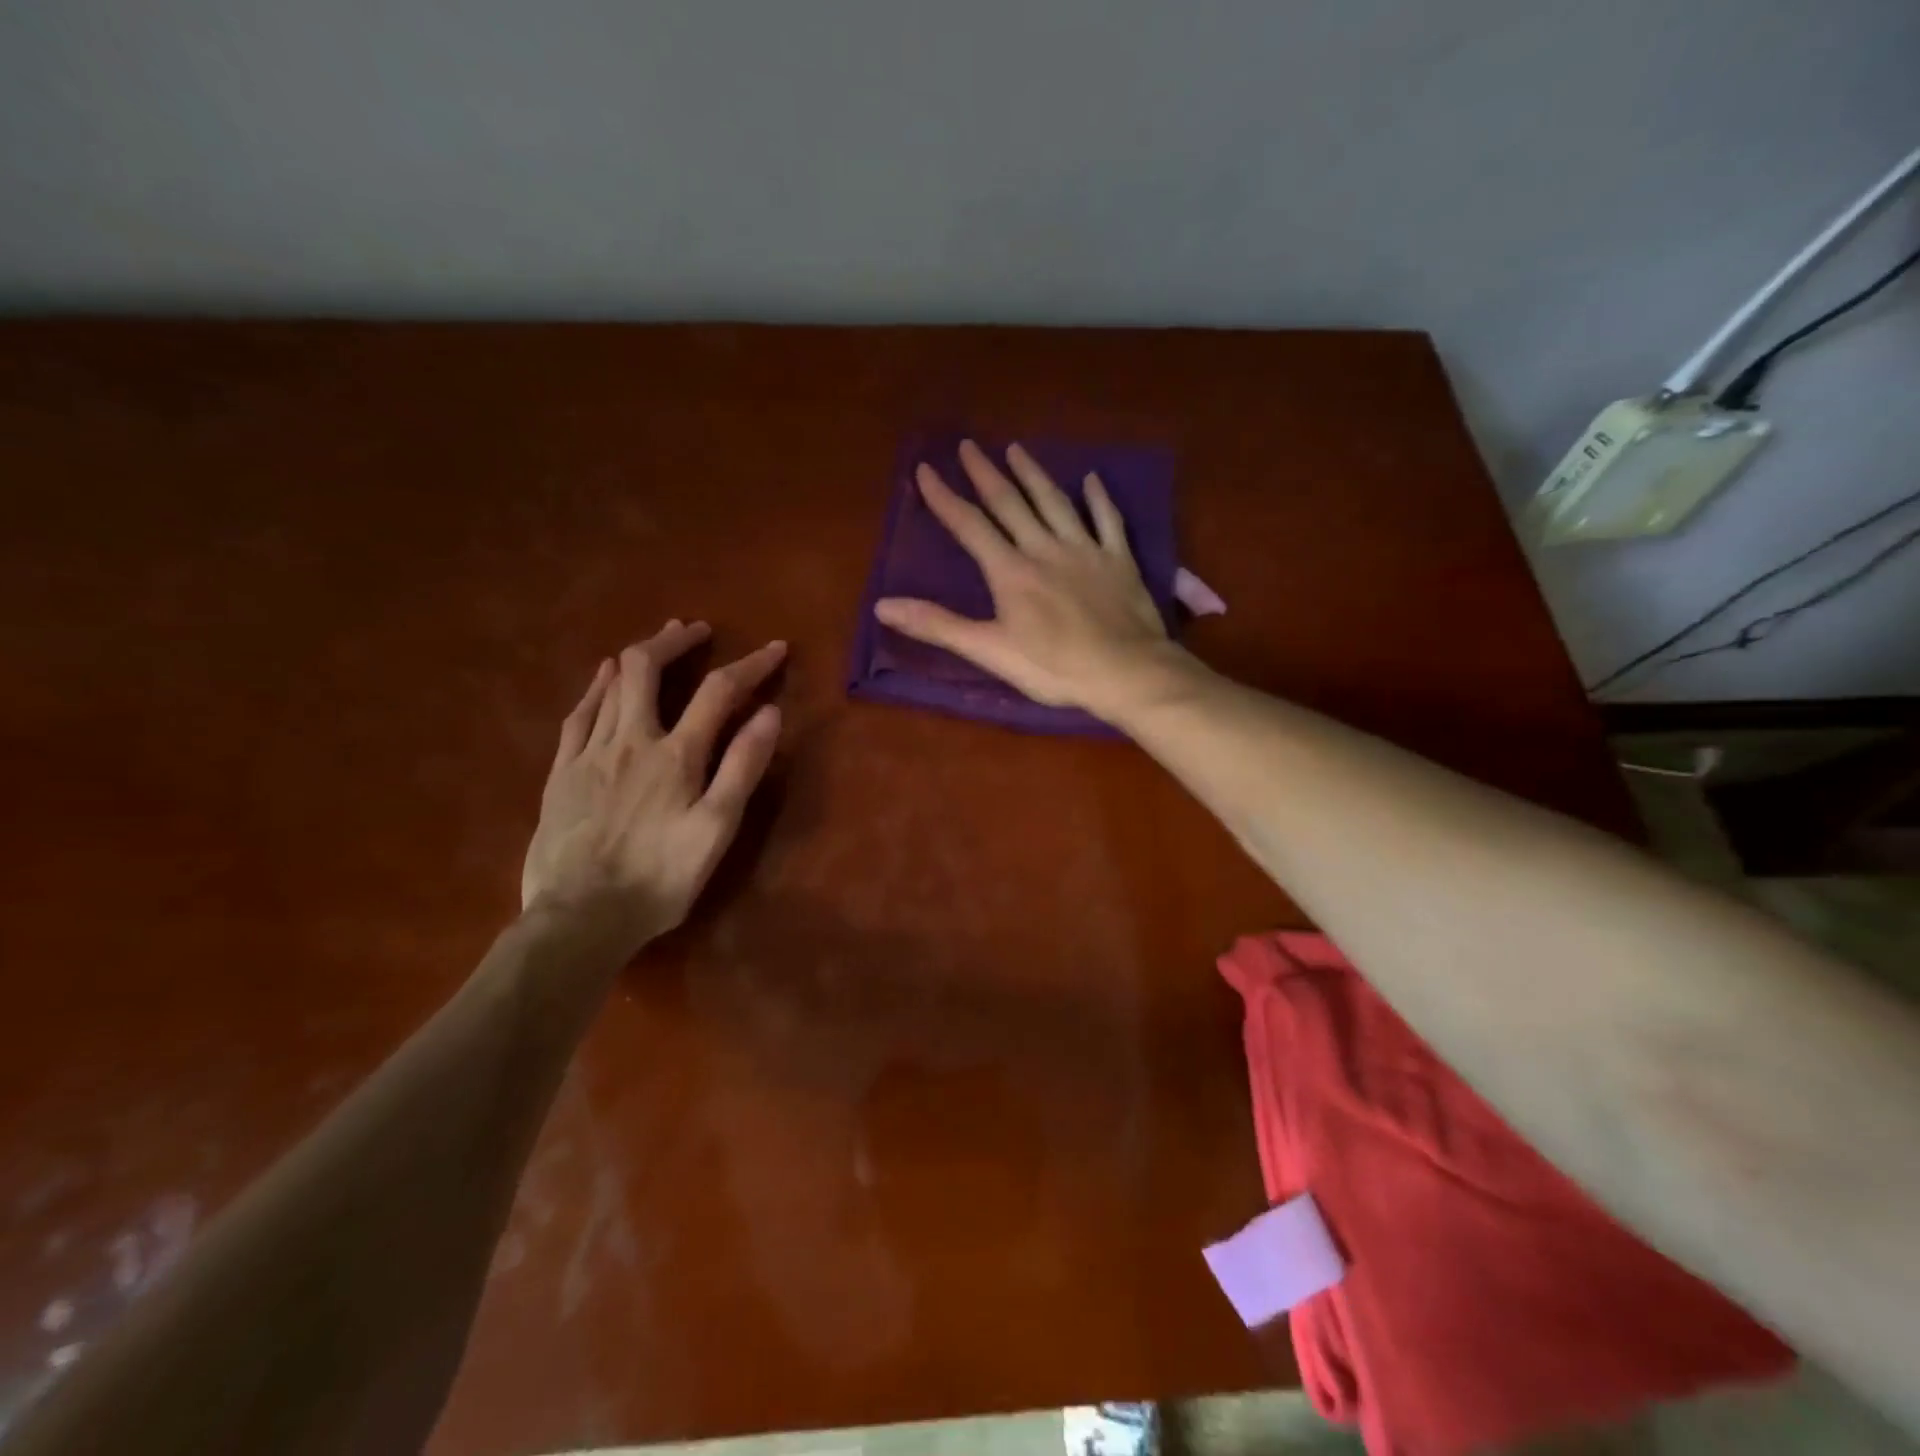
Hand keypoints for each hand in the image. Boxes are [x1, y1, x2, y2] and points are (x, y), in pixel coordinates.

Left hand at [521, 620, 784, 946]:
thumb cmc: (660, 878)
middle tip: (698, 630)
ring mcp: (589, 753)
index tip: (775, 648)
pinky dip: (596, 687)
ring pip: (610, 685)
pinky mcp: (560, 773)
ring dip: (639, 656)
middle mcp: (630, 740)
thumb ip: (742, 768)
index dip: (750, 664)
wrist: (580, 918)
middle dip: (676, 640)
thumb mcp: (716, 829)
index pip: (718, 691)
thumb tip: (769, 713)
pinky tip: (603, 678)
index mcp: (676, 755)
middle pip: (647, 668)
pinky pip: (578, 715)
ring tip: (660, 641)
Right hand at [874, 440, 1178, 719]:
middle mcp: (1044, 548)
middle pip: (1010, 504)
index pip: (970, 526)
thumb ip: (938, 625)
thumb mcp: (989, 651)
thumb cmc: (1054, 667)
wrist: (1125, 672)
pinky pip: (1108, 520)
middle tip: (969, 445)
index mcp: (1010, 571)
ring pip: (1054, 502)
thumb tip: (883, 606)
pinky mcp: (1118, 560)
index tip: (925, 469)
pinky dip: (1099, 498)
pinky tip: (1092, 479)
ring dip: (1033, 474)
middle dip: (986, 473)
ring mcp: (1085, 550)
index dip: (945, 498)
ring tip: (1017, 449)